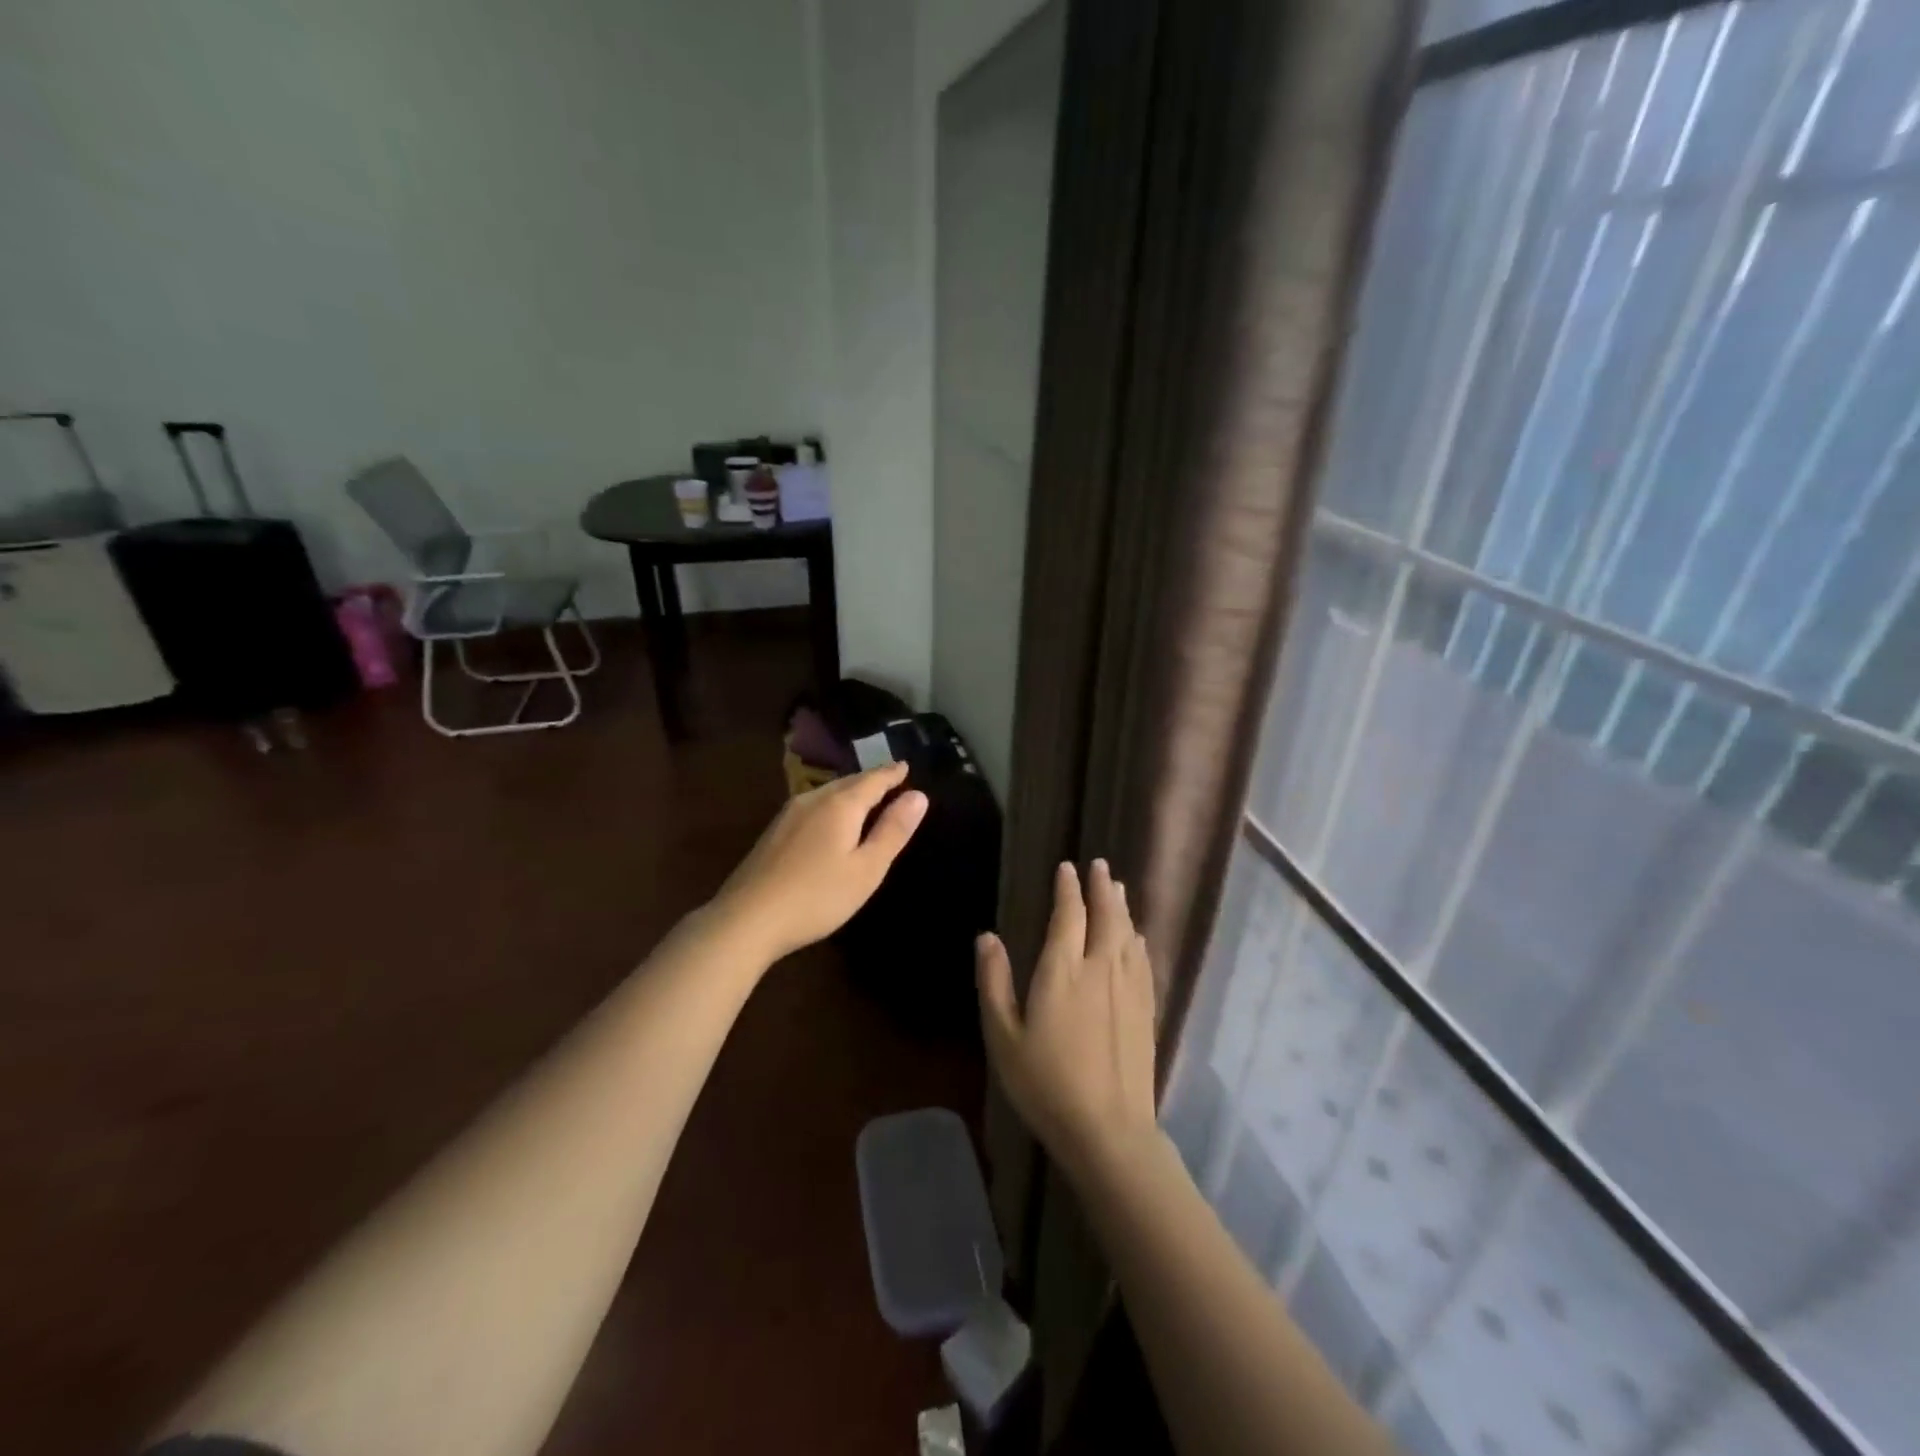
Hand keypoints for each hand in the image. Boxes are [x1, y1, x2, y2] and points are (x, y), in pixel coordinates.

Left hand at [713, 761, 928, 962]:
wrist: (747, 919)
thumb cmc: (817, 896)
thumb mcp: (867, 869)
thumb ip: (892, 830)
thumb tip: (918, 795)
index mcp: (840, 804)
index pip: (873, 779)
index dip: (892, 774)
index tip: (905, 767)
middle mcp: (813, 799)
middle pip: (849, 782)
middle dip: (871, 780)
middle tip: (890, 781)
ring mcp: (788, 814)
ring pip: (827, 793)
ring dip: (849, 792)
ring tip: (865, 798)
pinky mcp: (773, 832)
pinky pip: (812, 807)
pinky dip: (831, 806)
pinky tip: (830, 821)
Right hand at [977, 860, 1159, 1180]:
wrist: (1108, 1130)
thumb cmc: (1046, 1084)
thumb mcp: (1004, 1037)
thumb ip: (994, 983)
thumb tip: (987, 937)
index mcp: (1063, 971)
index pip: (1069, 916)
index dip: (1068, 889)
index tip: (1067, 868)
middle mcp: (1100, 969)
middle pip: (1104, 916)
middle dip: (1100, 887)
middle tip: (1098, 865)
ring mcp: (1128, 988)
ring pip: (1127, 933)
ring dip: (1121, 906)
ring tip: (1117, 887)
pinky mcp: (1145, 1009)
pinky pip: (1142, 959)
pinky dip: (1137, 938)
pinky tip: (1136, 934)